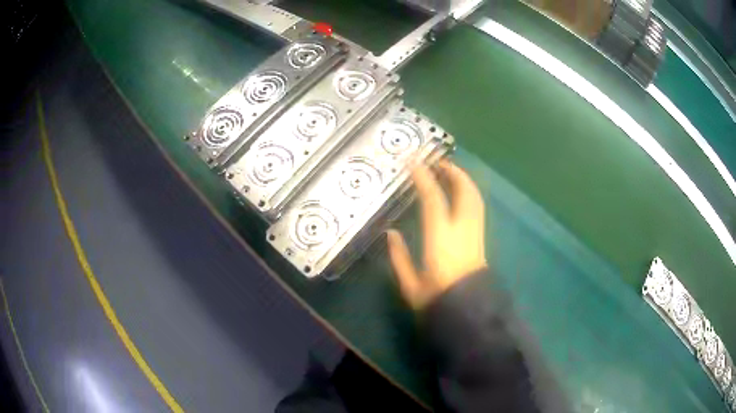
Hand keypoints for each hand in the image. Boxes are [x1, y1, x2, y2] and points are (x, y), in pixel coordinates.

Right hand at [387, 160, 486, 309]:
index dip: (423, 177)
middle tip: (438, 161)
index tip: (413, 162)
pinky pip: (477, 208)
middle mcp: (462, 230)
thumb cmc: (437, 300)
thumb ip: (399, 256)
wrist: (469, 314)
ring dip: (463, 180)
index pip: (433, 199)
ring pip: (475, 198)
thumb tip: (391, 233)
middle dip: (452, 172)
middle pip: (464, 192)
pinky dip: (469, 194)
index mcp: (441, 238)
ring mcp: (475, 233)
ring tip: (450, 172)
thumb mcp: (410, 284)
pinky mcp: (481, 239)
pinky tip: (460, 194)